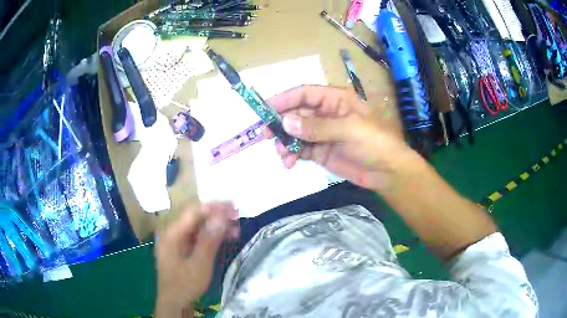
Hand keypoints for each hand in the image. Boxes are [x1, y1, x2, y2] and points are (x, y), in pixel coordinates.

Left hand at [154, 202, 238, 314]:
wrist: (175, 302)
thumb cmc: (185, 284)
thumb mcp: (199, 264)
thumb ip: (209, 240)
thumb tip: (220, 217)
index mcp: (172, 233)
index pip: (193, 212)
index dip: (213, 207)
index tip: (232, 205)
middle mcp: (173, 232)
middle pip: (196, 217)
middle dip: (217, 214)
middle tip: (237, 214)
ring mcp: (177, 240)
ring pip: (198, 226)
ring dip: (216, 225)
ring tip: (236, 227)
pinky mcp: (182, 248)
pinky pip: (197, 237)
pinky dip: (212, 236)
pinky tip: (226, 237)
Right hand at [266, 85, 413, 191]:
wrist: (388, 172)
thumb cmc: (375, 143)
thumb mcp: (349, 130)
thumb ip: (317, 127)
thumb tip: (285, 122)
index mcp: (335, 100)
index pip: (304, 94)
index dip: (284, 99)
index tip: (265, 110)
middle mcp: (326, 113)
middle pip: (296, 113)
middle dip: (280, 124)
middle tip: (266, 136)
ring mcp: (322, 133)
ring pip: (295, 133)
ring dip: (285, 142)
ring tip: (282, 154)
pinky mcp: (321, 151)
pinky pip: (301, 149)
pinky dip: (292, 155)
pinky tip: (289, 163)